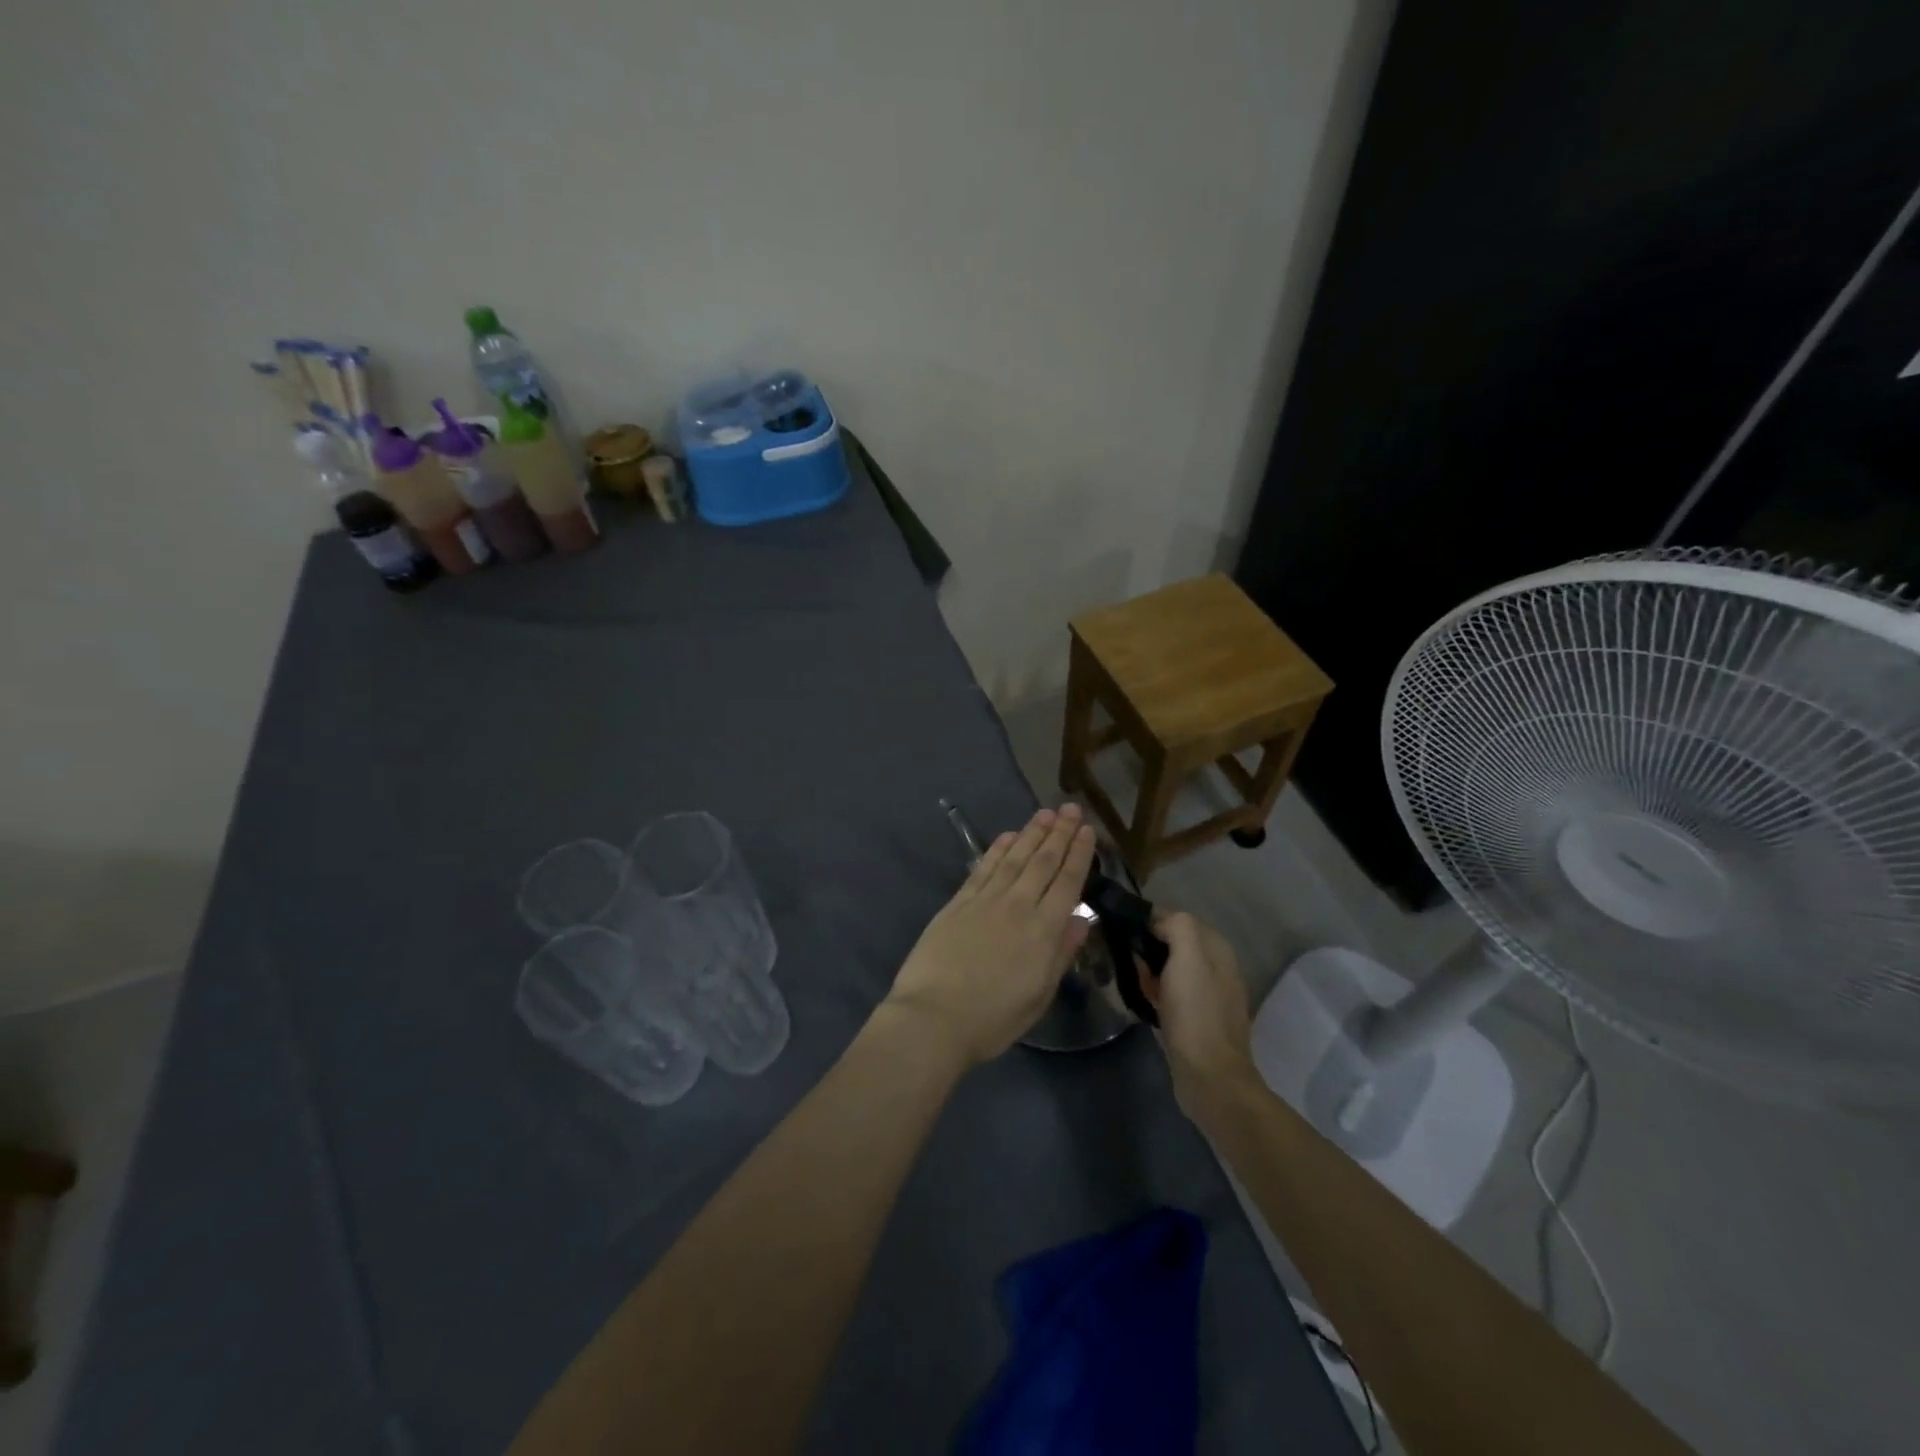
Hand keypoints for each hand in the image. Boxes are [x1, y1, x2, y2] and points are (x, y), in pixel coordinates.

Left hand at [883, 805, 1096, 1066]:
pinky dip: (998, 849)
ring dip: (1031, 833)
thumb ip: (1061, 954)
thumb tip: (1082, 919)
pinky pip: (984, 868)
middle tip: (1071, 808)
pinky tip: (1007, 836)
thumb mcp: (1039, 996)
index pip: (1067, 882)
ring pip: (1014, 858)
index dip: (1079, 854)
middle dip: (1059, 833)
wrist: (933, 1018)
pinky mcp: (958, 902)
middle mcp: (1017, 906)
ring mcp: (985, 900)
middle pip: (1042, 862)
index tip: (1088, 831)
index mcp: (1043, 931)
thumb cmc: (992, 1019)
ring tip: (1045, 813)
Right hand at [1143, 911, 1260, 1119]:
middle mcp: (1217, 967)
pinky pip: (1170, 993)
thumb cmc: (1195, 1013)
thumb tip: (1157, 920)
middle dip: (1147, 947)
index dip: (1150, 921)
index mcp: (1217, 948)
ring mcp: (1208, 995)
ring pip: (1170, 968)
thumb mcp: (1188, 957)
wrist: (1209, 1077)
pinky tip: (1142, 1001)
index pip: (1177, 918)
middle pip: (1173, 943)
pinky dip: (1155, 992)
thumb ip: (1177, 926)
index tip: (1125, 931)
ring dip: (1149, 970)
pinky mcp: (1197, 1019)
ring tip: (1129, 979)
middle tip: (1124, 958)